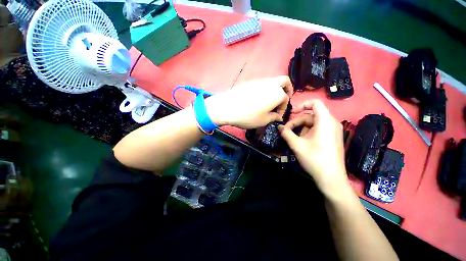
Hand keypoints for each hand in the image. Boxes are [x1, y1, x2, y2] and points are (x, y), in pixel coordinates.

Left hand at [205, 76, 292, 128]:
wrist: (227, 107)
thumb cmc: (248, 116)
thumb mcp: (263, 120)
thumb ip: (273, 117)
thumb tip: (277, 116)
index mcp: (277, 93)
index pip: (286, 100)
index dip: (283, 109)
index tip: (277, 116)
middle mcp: (271, 83)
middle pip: (285, 81)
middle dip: (287, 90)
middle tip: (282, 100)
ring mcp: (260, 81)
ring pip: (273, 81)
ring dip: (275, 89)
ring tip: (269, 101)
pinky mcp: (250, 81)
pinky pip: (262, 83)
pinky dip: (265, 89)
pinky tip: (258, 98)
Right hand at [279, 100, 350, 197]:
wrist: (331, 178)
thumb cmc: (314, 159)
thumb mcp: (297, 145)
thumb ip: (286, 133)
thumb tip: (279, 127)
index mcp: (325, 121)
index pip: (315, 103)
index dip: (302, 104)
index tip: (292, 113)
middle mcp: (331, 123)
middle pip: (311, 115)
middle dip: (297, 122)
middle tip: (286, 131)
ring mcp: (333, 131)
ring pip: (314, 123)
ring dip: (301, 128)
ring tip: (294, 138)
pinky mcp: (332, 138)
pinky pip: (318, 129)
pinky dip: (308, 132)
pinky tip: (302, 142)